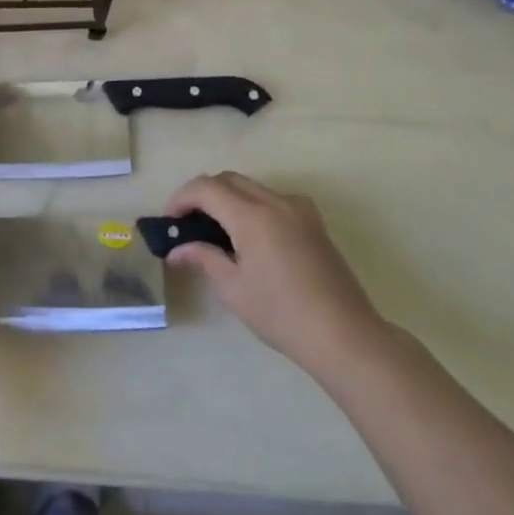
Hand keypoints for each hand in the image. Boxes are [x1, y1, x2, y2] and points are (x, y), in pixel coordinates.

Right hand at [165, 172, 392, 380]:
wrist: (344, 335)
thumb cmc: (281, 314)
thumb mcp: (233, 288)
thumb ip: (204, 258)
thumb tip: (177, 249)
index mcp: (252, 216)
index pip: (206, 188)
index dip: (181, 198)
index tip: (169, 220)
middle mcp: (276, 202)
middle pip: (229, 179)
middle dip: (203, 194)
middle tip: (188, 222)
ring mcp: (300, 210)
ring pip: (253, 187)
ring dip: (229, 197)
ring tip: (216, 229)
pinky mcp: (315, 223)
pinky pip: (275, 199)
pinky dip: (254, 205)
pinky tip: (252, 236)